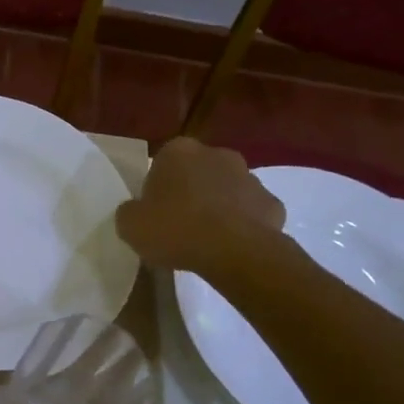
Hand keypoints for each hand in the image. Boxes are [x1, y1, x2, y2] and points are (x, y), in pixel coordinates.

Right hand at [114, 137, 286, 274]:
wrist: (234, 251)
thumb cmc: (176, 229)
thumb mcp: (130, 225)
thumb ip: (129, 212)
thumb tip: (136, 212)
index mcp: (179, 151)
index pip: (161, 164)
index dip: (157, 189)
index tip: (154, 213)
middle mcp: (217, 154)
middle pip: (197, 173)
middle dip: (190, 192)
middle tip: (179, 224)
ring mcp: (250, 177)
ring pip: (227, 190)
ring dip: (218, 206)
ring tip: (206, 239)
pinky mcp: (273, 203)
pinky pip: (251, 213)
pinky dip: (243, 225)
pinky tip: (232, 247)